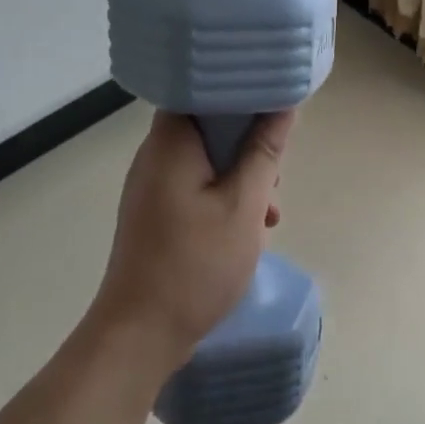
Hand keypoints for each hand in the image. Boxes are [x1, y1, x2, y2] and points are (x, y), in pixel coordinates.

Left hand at [91, 110, 294, 373]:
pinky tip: (250, 228)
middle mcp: (155, 156)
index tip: (275, 100)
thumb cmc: (195, 264)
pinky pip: (197, 186)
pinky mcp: (156, 212)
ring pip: (207, 160)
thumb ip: (264, 152)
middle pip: (208, 125)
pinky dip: (225, 196)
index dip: (240, 89)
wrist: (140, 334)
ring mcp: (152, 186)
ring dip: (242, 176)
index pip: (201, 88)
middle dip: (249, 143)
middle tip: (278, 170)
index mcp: (170, 142)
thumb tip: (284, 106)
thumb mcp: (243, 206)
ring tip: (269, 211)